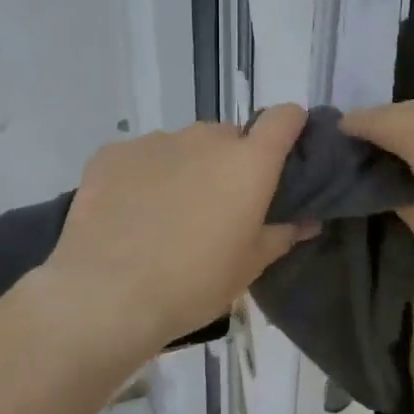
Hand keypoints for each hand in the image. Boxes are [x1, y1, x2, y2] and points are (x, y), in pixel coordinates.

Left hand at [45, 105, 313, 347]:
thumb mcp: (247, 267)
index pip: (283, 118)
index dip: (289, 128)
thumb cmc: (193, 284)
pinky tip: (129, 214)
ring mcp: (155, 141)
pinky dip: (143, 176)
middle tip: (217, 207)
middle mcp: (204, 138)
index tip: (283, 154)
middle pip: (229, 137)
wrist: (106, 296)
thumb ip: (281, 235)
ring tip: (166, 215)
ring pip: (183, 147)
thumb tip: (306, 221)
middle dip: (229, 163)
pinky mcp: (112, 153)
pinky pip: (140, 157)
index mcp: (248, 163)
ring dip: (185, 168)